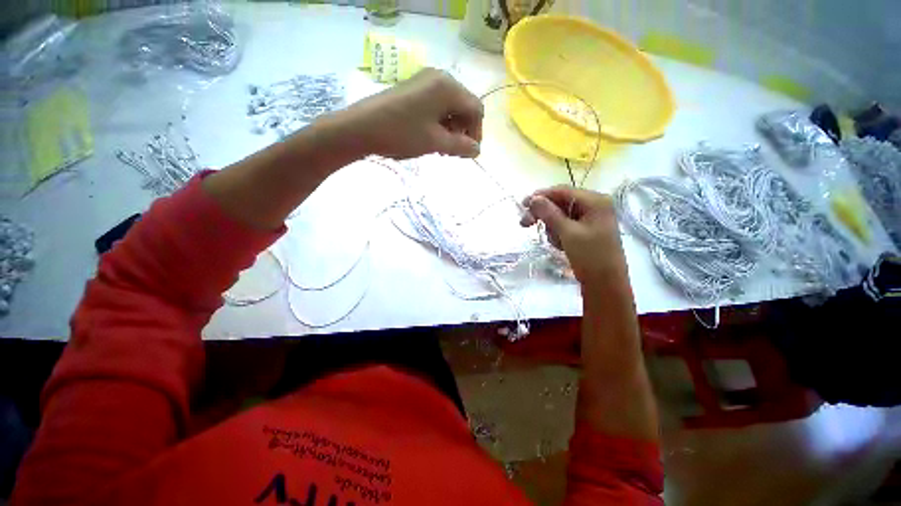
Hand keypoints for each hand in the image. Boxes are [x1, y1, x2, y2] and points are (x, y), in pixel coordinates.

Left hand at [342, 68, 483, 158]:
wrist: (361, 127)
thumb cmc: (402, 133)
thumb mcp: (436, 142)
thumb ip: (461, 146)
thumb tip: (477, 150)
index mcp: (448, 87)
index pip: (475, 109)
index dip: (476, 132)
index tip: (469, 152)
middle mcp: (439, 78)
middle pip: (463, 106)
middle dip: (463, 130)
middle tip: (454, 152)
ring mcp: (424, 81)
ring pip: (449, 107)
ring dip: (451, 128)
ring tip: (442, 147)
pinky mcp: (413, 89)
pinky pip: (436, 105)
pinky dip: (439, 122)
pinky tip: (432, 136)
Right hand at [520, 186, 627, 286]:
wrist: (605, 284)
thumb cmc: (590, 256)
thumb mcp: (567, 233)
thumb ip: (549, 213)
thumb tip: (533, 198)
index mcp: (595, 201)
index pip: (562, 191)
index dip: (541, 196)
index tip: (522, 204)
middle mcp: (594, 205)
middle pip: (560, 203)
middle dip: (543, 214)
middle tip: (525, 224)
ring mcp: (591, 218)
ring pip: (561, 215)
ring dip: (552, 227)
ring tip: (555, 242)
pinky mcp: (586, 230)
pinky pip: (565, 225)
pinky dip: (558, 233)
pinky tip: (561, 245)